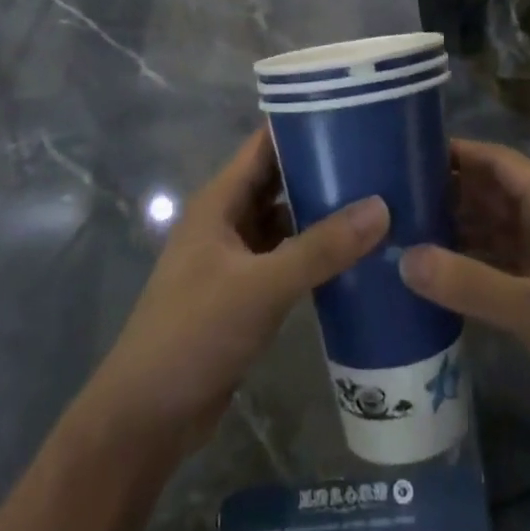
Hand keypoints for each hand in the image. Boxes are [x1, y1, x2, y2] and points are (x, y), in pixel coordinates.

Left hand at [86, 128, 388, 457]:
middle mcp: (227, 221)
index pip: (265, 145)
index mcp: (219, 202)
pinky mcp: (247, 293)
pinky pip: (288, 258)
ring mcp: (236, 259)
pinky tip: (358, 255)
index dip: (304, 124)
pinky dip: (317, 253)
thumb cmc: (194, 334)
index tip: (355, 113)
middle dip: (324, 168)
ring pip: (287, 221)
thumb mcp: (261, 286)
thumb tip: (382, 206)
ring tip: (381, 199)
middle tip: (381, 158)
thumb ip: (321, 248)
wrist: (147, 418)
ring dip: (324, 213)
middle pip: (280, 180)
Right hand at [401, 138, 529, 438]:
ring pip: (492, 226)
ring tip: (402, 229)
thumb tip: (403, 258)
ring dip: (455, 227)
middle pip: (491, 191)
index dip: (457, 151)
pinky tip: (433, 271)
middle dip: (447, 190)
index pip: (498, 161)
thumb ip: (469, 283)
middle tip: (392, 196)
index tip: (407, 151)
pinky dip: (469, 260)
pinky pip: (497, 260)